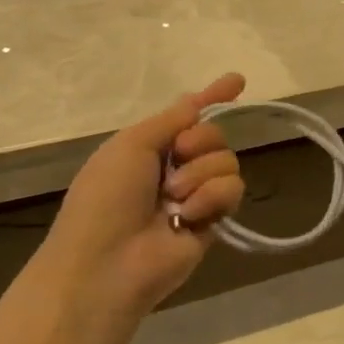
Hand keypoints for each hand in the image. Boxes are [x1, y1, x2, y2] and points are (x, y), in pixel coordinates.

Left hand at [41, 73, 247, 318]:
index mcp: (150, 146)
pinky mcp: (214, 221)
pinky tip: (188, 216)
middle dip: (200, 141)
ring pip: (227, 161)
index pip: (188, 115)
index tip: (238, 80)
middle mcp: (175, 167)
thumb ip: (170, 120)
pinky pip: (232, 190)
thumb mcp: (130, 145)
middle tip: (177, 157)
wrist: (108, 262)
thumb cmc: (106, 198)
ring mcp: (196, 195)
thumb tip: (197, 101)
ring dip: (200, 174)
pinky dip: (211, 197)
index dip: (212, 97)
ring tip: (174, 198)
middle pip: (214, 135)